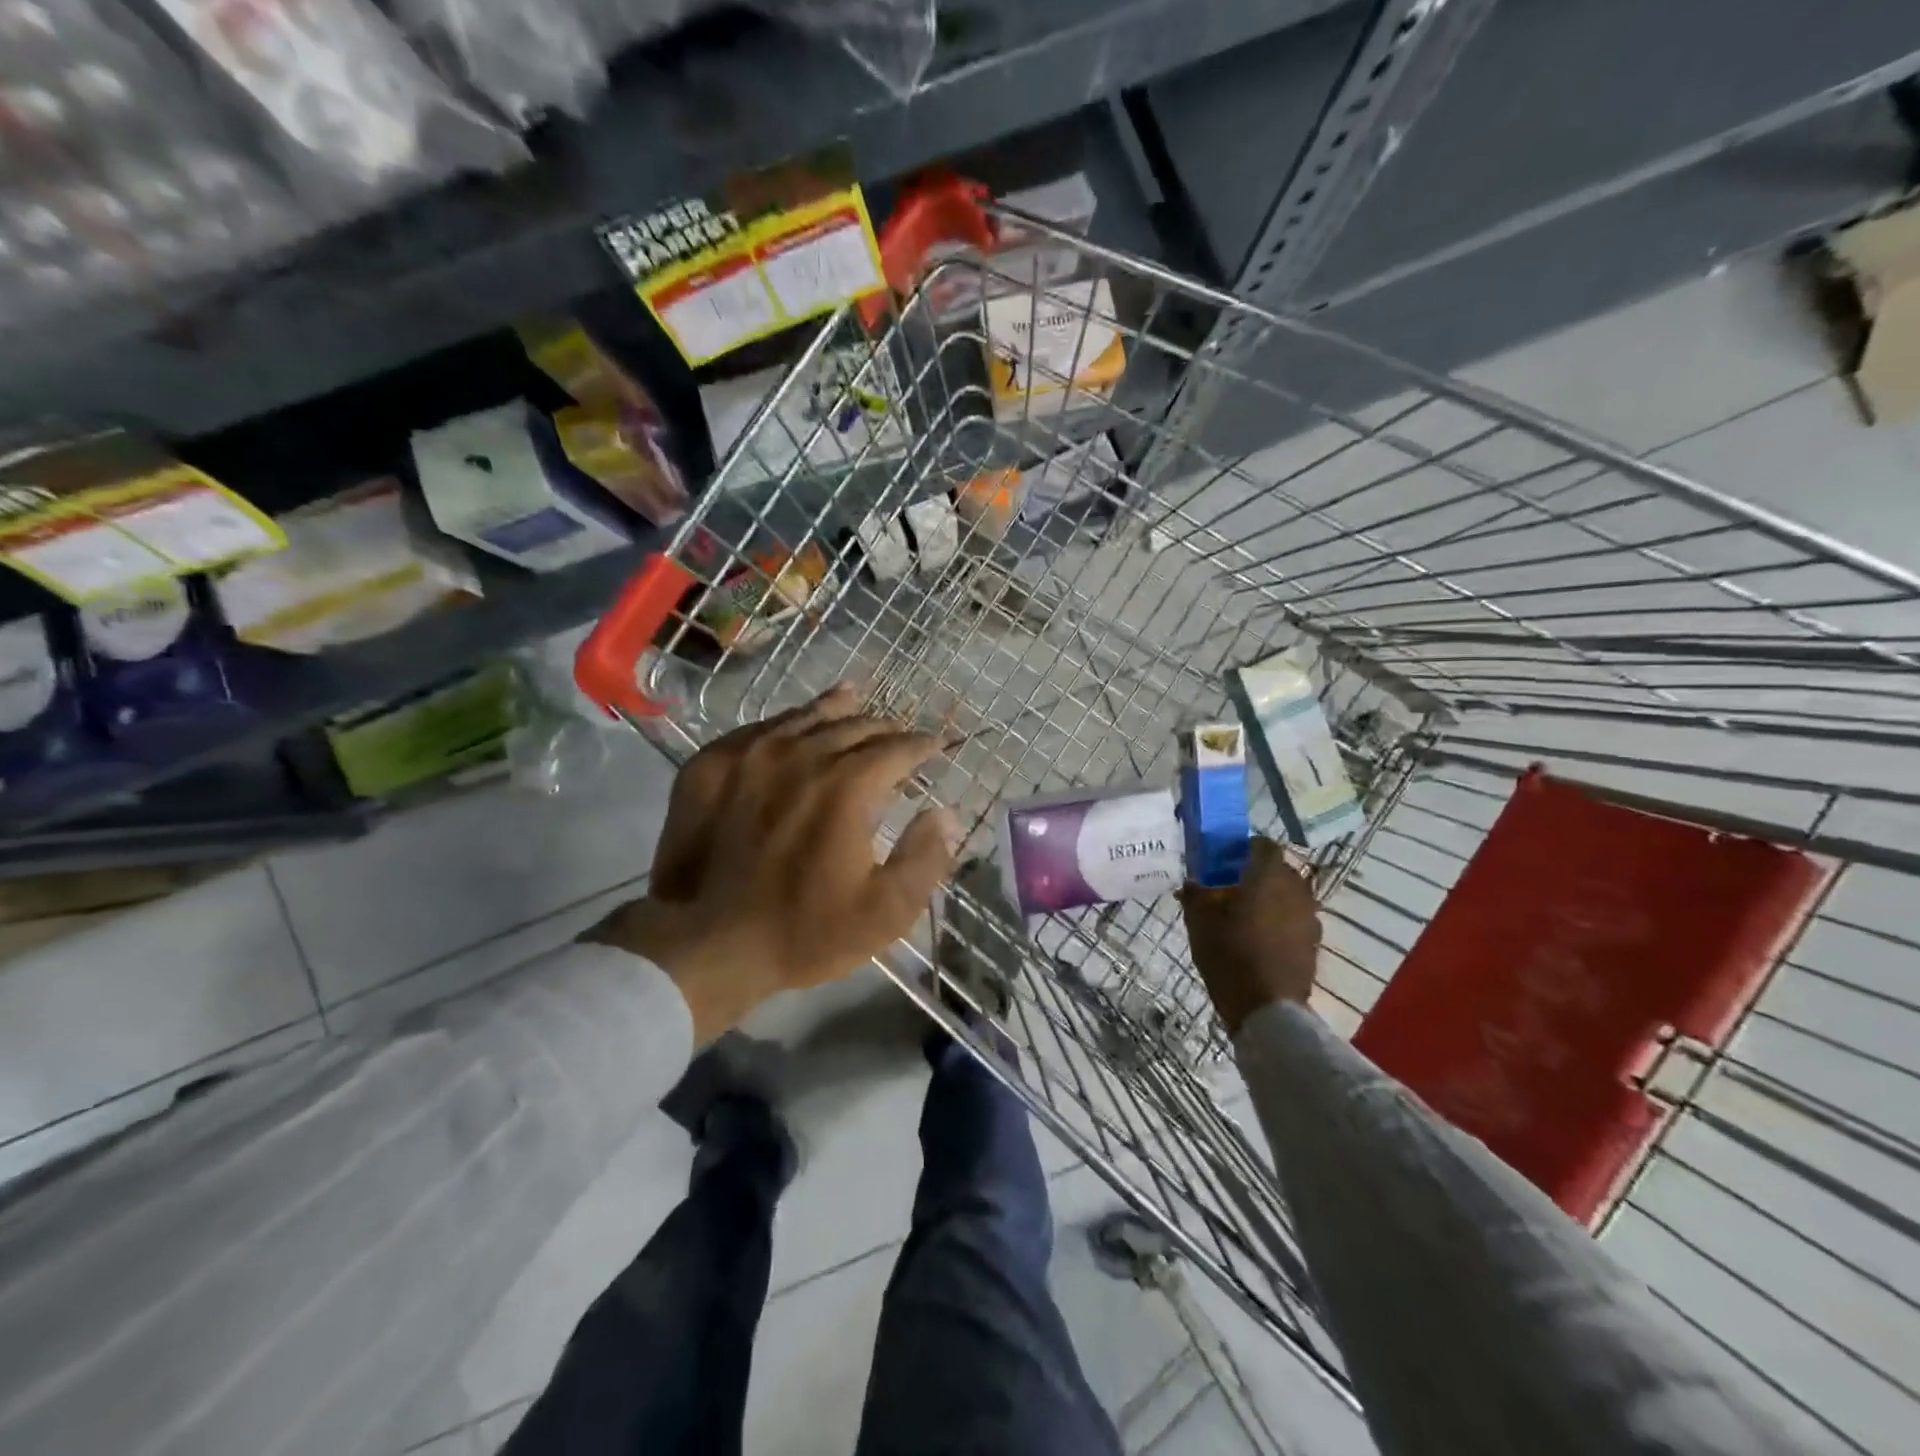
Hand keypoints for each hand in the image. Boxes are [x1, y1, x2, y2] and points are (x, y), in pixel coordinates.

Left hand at [588, 684, 961, 1042]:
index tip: (936, 746)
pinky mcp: (711, 764)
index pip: (898, 748)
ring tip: (854, 701)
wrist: (703, 944)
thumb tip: (947, 813)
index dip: (923, 745)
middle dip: (884, 729)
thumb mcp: (884, 912)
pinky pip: (760, 727)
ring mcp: (751, 753)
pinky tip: (793, 724)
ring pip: (807, 717)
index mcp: (849, 785)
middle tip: (897, 736)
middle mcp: (803, 754)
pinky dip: (788, 723)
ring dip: (838, 712)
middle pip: (855, 725)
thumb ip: (925, 857)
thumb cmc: (803, 931)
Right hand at [1178, 836, 1320, 1036]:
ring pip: (1289, 896)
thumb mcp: (1199, 920)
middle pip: (1278, 870)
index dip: (1244, 849)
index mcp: (1268, 875)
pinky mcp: (1314, 943)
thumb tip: (1192, 883)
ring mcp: (1310, 917)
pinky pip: (1295, 920)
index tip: (1225, 861)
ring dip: (1270, 899)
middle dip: (1257, 875)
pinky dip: (1280, 922)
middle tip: (1231, 888)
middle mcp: (1296, 889)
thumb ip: (1195, 894)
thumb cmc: (1230, 953)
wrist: (1267, 1007)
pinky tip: (1260, 939)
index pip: (1263, 845)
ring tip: (1246, 916)